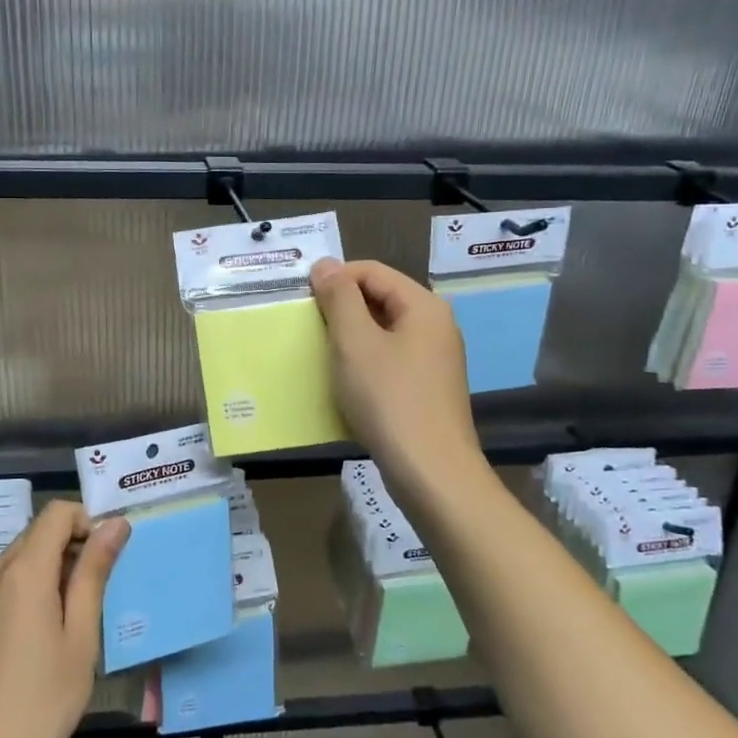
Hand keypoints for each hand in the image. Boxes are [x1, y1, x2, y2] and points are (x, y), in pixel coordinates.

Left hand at [0, 500, 130, 737]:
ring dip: (53, 570)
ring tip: (76, 619)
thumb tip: (115, 523)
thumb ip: (94, 573)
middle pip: (38, 533)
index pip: (57, 512)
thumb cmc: (40, 702)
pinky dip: (31, 590)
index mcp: (23, 570)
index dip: (87, 521)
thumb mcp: (80, 637)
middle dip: (73, 546)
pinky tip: (44, 638)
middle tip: (100, 591)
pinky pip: (6, 585)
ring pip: (22, 559)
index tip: (109, 558)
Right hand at [310, 258, 485, 507]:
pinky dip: (364, 359)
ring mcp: (434, 358)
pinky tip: (345, 379)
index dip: (334, 278)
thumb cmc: (389, 400)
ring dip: (350, 335)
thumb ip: (338, 298)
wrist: (430, 472)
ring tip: (321, 351)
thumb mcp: (355, 343)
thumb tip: (325, 265)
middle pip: (380, 297)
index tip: (302, 299)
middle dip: (341, 306)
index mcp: (423, 306)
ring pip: (383, 329)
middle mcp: (435, 325)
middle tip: (308, 326)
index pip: (372, 271)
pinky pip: (390, 357)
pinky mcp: (427, 386)